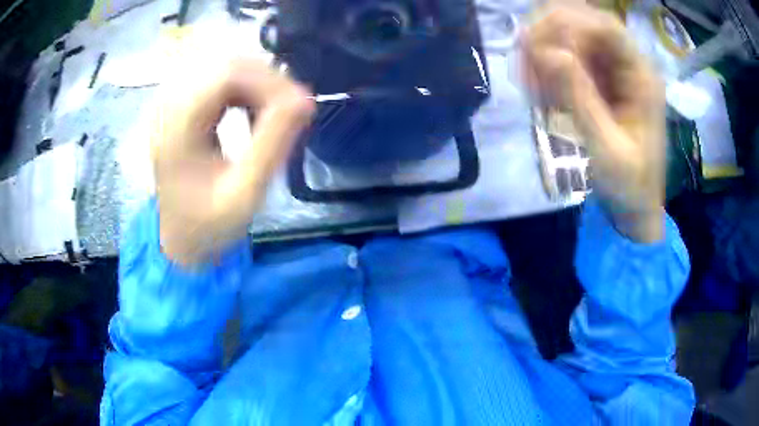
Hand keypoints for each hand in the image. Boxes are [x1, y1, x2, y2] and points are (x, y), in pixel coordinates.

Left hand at [152, 55, 313, 264]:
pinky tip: (252, 109)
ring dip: (256, 81)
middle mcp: (169, 105)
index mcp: (177, 127)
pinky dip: (243, 86)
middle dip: (266, 79)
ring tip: (274, 111)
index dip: (269, 80)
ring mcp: (171, 103)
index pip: (226, 73)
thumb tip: (305, 99)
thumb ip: (273, 144)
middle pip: (225, 63)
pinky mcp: (178, 105)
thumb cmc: (208, 224)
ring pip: (222, 65)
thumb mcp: (244, 193)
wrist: (178, 238)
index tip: (300, 106)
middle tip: (292, 109)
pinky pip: (216, 77)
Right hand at [523, 4, 665, 242]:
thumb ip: (581, 100)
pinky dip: (546, 68)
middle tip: (525, 63)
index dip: (570, 28)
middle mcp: (627, 63)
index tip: (542, 54)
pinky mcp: (598, 80)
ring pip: (571, 35)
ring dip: (544, 50)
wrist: (635, 207)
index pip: (606, 27)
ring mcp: (611, 69)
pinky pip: (566, 57)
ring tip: (529, 83)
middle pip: (584, 21)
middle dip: (550, 35)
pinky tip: (538, 90)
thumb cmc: (629, 185)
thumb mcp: (607, 149)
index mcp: (642, 77)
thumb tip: (548, 53)